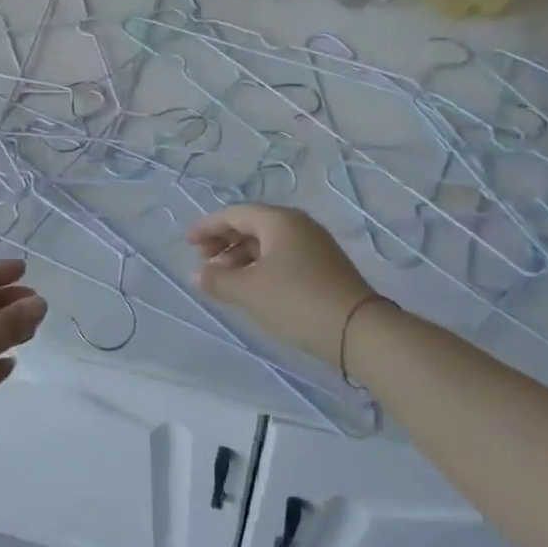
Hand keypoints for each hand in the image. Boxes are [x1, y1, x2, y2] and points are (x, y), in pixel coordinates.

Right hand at [186, 204, 373, 369]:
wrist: (359, 332)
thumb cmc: (296, 301)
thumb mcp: (249, 291)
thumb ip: (218, 279)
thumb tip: (198, 273)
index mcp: (279, 221)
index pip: (234, 214)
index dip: (207, 227)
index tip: (187, 244)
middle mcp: (298, 226)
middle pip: (252, 225)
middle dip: (224, 241)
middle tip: (203, 261)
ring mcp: (315, 246)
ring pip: (267, 243)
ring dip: (241, 257)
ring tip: (224, 279)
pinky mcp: (324, 268)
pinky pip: (282, 257)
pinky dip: (260, 266)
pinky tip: (252, 288)